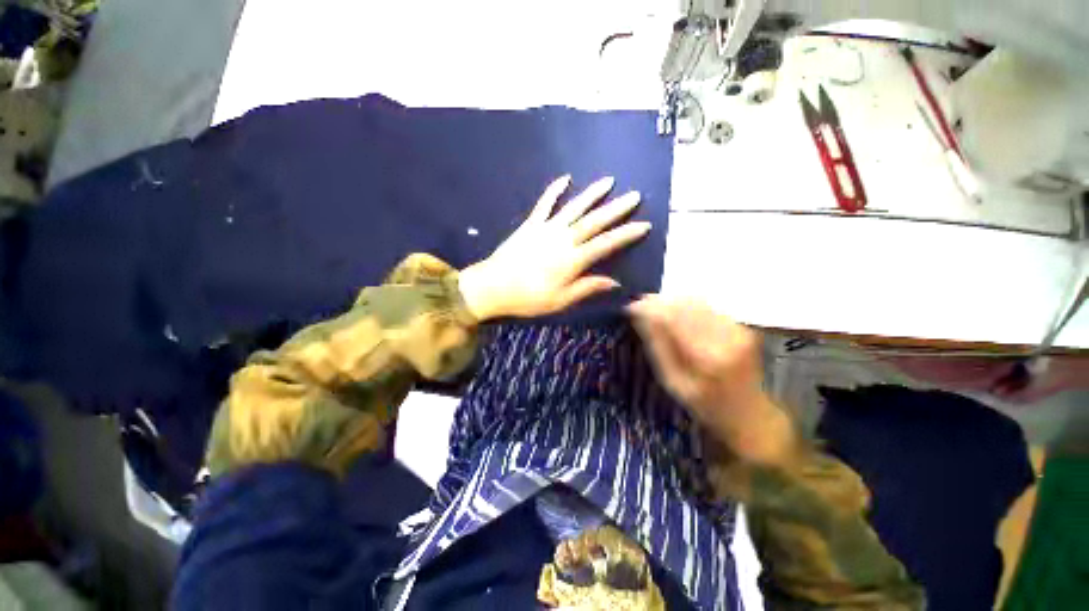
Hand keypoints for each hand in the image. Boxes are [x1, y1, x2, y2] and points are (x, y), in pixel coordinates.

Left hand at [458, 175, 650, 319]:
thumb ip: (587, 287)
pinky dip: (554, 190)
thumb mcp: (561, 300)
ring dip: (592, 194)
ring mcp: (546, 229)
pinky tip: (565, 178)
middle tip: (635, 195)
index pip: (605, 244)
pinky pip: (544, 204)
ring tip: (609, 181)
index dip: (626, 235)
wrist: (493, 287)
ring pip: (574, 208)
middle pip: (594, 221)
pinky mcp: (531, 224)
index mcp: (572, 260)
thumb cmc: (528, 298)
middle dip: (616, 209)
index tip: (644, 225)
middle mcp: (563, 240)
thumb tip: (615, 283)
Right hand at [628, 296, 794, 463]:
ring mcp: (737, 328)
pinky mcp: (741, 325)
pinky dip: (686, 306)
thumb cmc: (704, 405)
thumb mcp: (672, 382)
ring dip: (671, 302)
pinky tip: (677, 314)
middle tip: (639, 306)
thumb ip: (656, 346)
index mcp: (707, 357)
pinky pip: (707, 306)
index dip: (648, 307)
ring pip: (696, 301)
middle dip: (658, 302)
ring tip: (655, 309)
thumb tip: (638, 316)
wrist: (750, 414)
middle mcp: (725, 336)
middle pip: (684, 304)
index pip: (671, 317)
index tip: (629, 307)